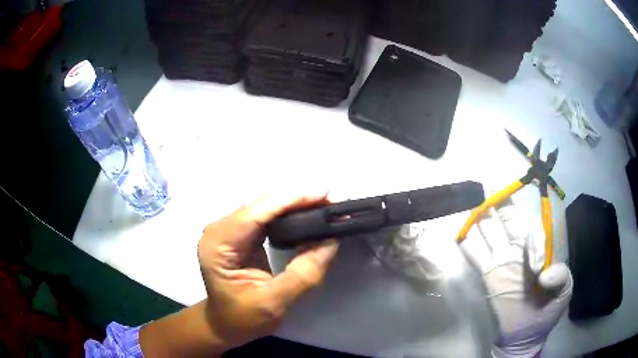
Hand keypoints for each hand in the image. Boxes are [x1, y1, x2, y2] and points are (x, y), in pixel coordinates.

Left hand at [197, 193, 338, 349]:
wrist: (226, 324)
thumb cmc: (242, 319)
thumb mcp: (273, 304)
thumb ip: (302, 275)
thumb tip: (330, 242)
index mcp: (218, 245)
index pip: (255, 213)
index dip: (289, 200)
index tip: (323, 195)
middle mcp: (219, 230)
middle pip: (259, 204)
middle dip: (295, 199)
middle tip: (330, 201)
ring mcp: (228, 230)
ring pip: (264, 206)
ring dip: (294, 203)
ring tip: (323, 205)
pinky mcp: (239, 234)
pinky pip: (265, 216)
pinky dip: (288, 213)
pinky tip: (306, 213)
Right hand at [459, 198, 571, 357]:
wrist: (525, 334)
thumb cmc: (548, 311)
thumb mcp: (564, 291)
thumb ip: (561, 275)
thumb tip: (542, 271)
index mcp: (537, 250)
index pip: (531, 230)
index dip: (533, 240)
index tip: (536, 268)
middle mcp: (517, 249)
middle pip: (506, 219)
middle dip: (499, 201)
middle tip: (489, 183)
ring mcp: (501, 261)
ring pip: (489, 232)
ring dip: (481, 216)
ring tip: (471, 197)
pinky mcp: (487, 276)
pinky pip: (475, 256)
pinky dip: (467, 243)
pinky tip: (459, 231)